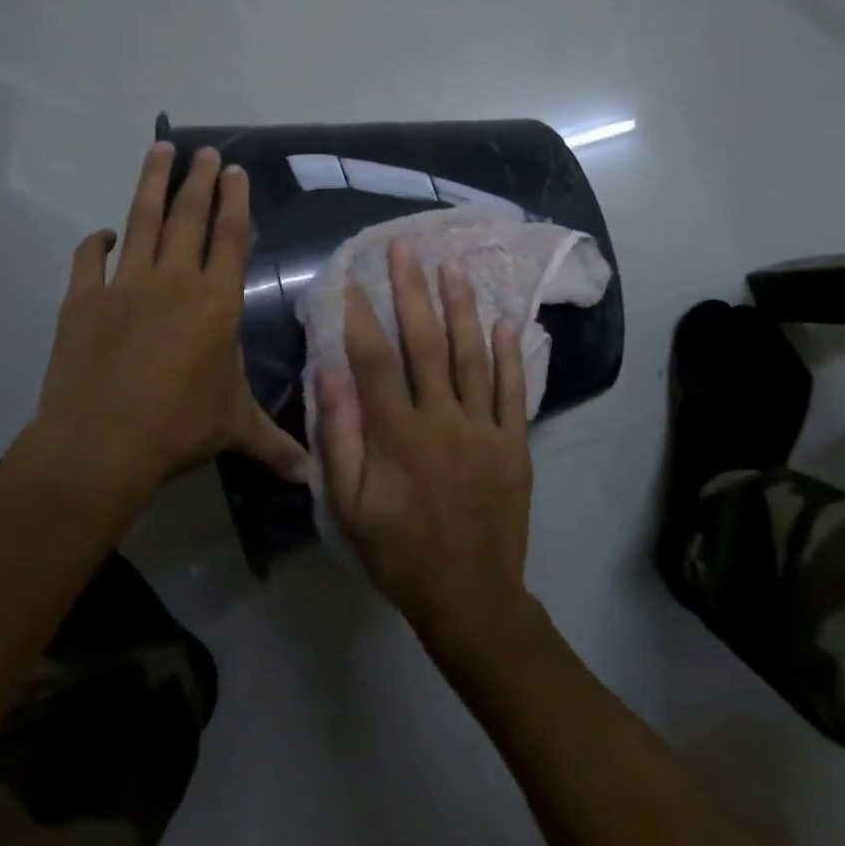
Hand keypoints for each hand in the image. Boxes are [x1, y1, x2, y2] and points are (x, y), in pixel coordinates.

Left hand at [15, 143, 306, 502]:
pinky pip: (88, 259)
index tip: (234, 171)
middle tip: (202, 150)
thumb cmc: (178, 428)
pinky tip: (103, 234)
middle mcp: (174, 281)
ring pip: (141, 220)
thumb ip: (274, 444)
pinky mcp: (82, 299)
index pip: (231, 237)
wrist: (100, 443)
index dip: (235, 201)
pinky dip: (95, 243)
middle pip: (189, 217)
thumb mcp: (233, 429)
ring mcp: (124, 285)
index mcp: (215, 303)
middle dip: (198, 179)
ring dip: (151, 183)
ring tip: (158, 150)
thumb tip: (314, 475)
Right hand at [318, 241, 538, 668]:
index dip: (361, 317)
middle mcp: (443, 420)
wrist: (469, 596)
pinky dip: (509, 355)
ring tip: (452, 267)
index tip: (351, 279)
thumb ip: (340, 439)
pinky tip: (506, 321)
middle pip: (426, 344)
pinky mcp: (514, 443)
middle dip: (412, 291)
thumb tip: (330, 375)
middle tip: (405, 249)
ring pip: (472, 356)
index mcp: (398, 435)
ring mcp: (484, 429)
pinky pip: (513, 391)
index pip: (376, 361)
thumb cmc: (399, 552)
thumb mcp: (351, 506)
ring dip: (461, 308)